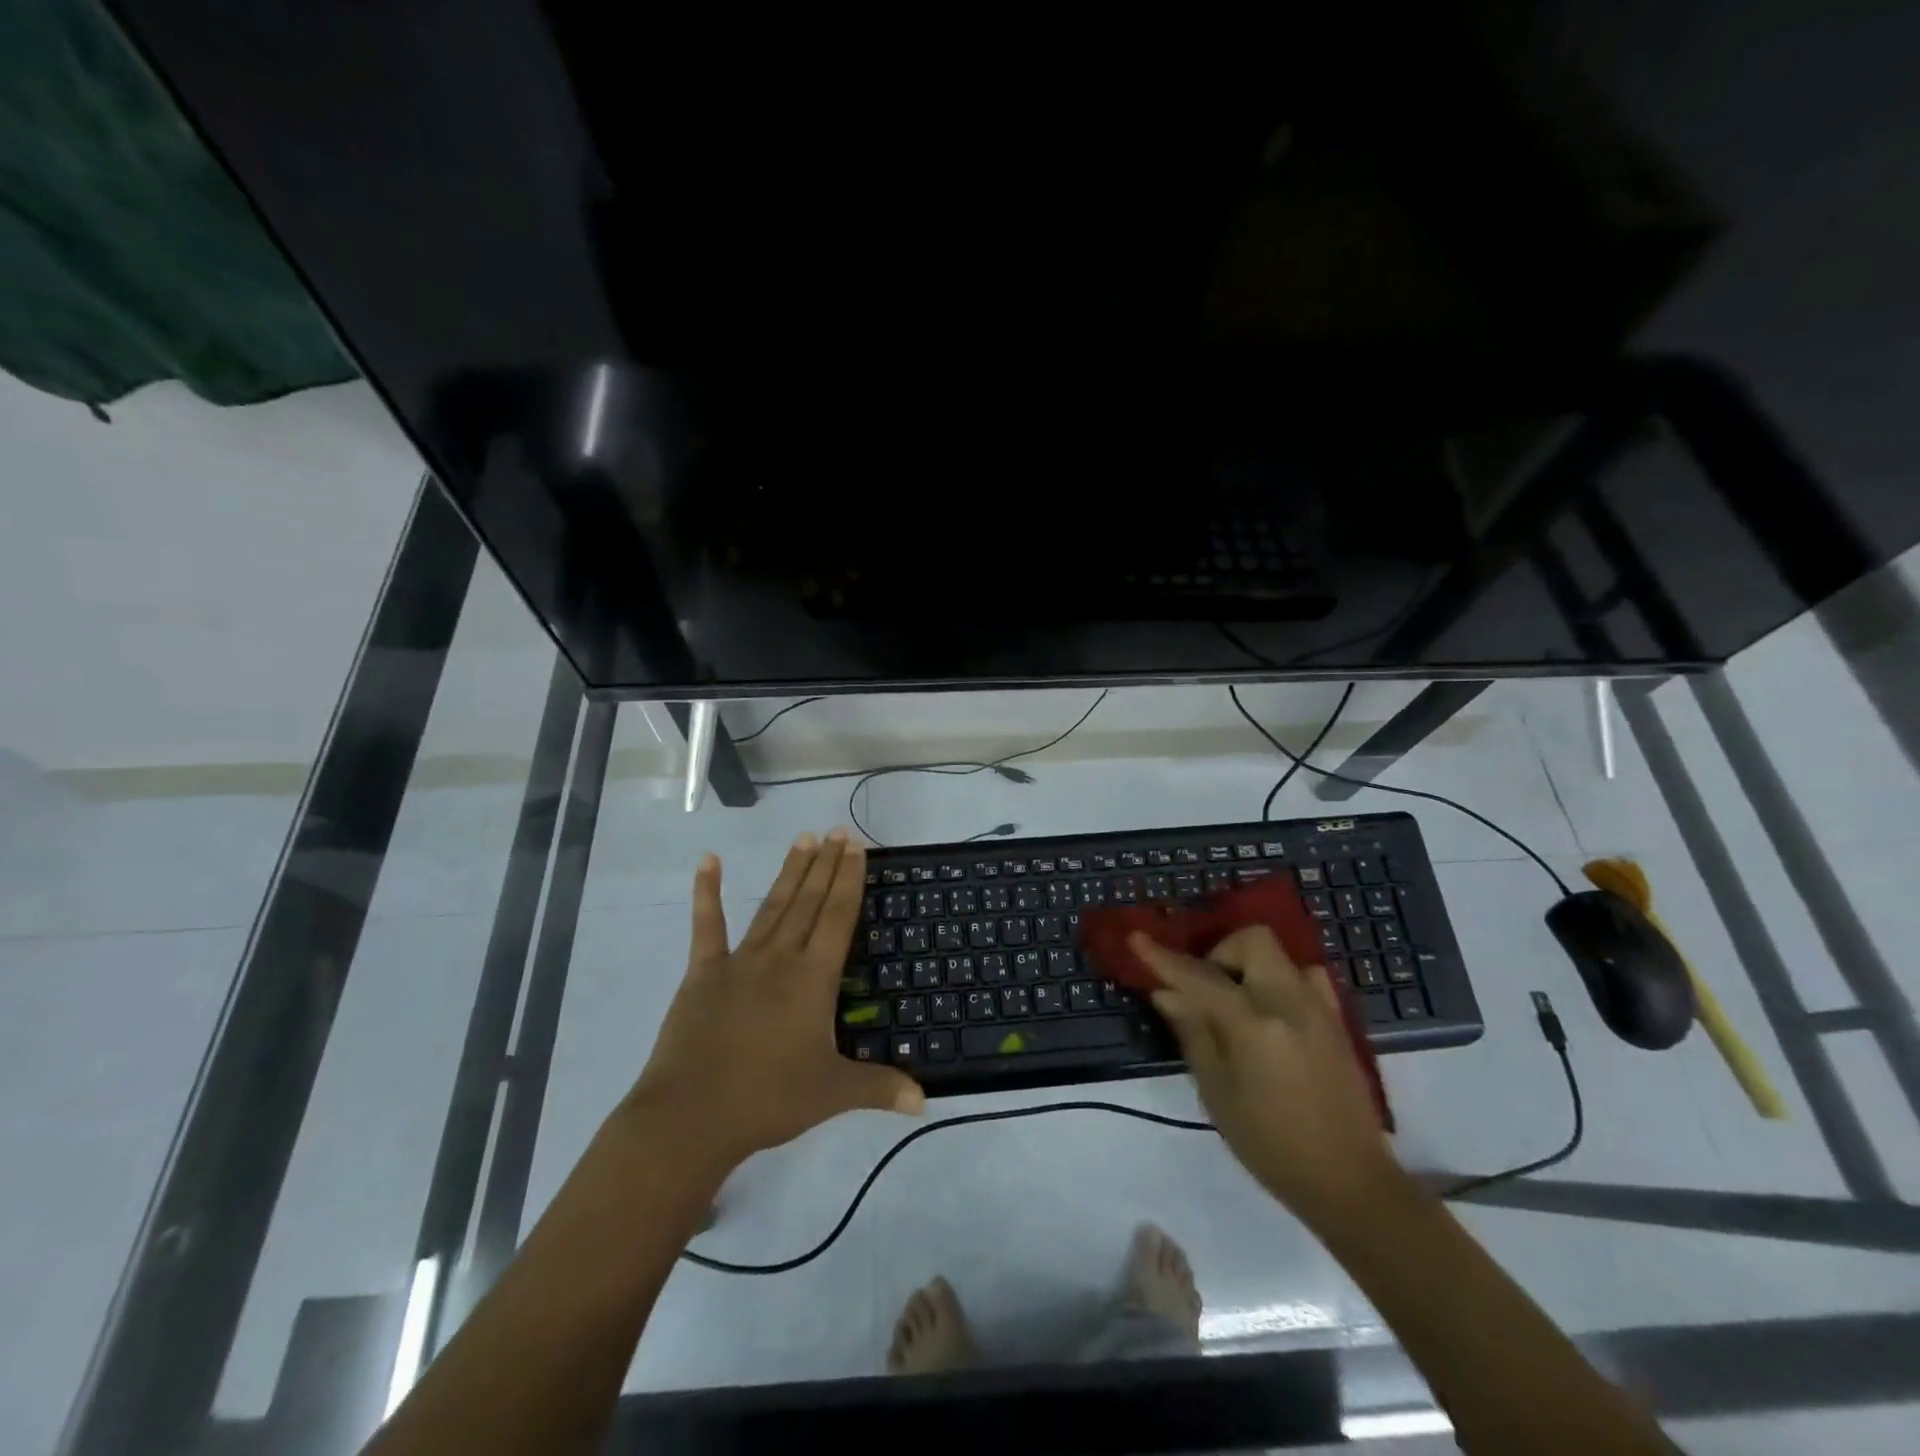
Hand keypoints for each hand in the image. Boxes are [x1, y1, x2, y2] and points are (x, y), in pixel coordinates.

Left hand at [626, 830, 924, 1171]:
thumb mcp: (832, 1094)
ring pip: (773, 905)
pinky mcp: (703, 972)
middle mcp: (780, 957)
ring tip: (804, 839)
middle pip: (809, 901)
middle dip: (826, 864)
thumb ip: (880, 1088)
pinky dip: (706, 893)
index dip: (849, 879)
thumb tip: (925, 1101)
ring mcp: (740, 961)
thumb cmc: (768, 1099)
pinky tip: (709, 861)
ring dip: (790, 871)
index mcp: (813, 978)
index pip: (838, 916)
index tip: (855, 846)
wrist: (691, 1116)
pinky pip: (707, 926)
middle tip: (838, 831)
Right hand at [1131, 925, 1407, 1227]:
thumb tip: (1167, 994)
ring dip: (1251, 965)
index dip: (1164, 958)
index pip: (1200, 977)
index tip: (1136, 939)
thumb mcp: (1217, 1093)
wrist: (1350, 1182)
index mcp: (1255, 1024)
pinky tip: (1270, 1013)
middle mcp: (1290, 1003)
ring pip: (1280, 956)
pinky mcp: (1337, 1022)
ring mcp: (1320, 1009)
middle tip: (1206, 988)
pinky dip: (1280, 981)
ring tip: (1237, 1002)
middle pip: (1253, 941)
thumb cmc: (1271, 1145)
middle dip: (1221, 952)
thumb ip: (1193, 1033)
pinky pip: (1305, 978)